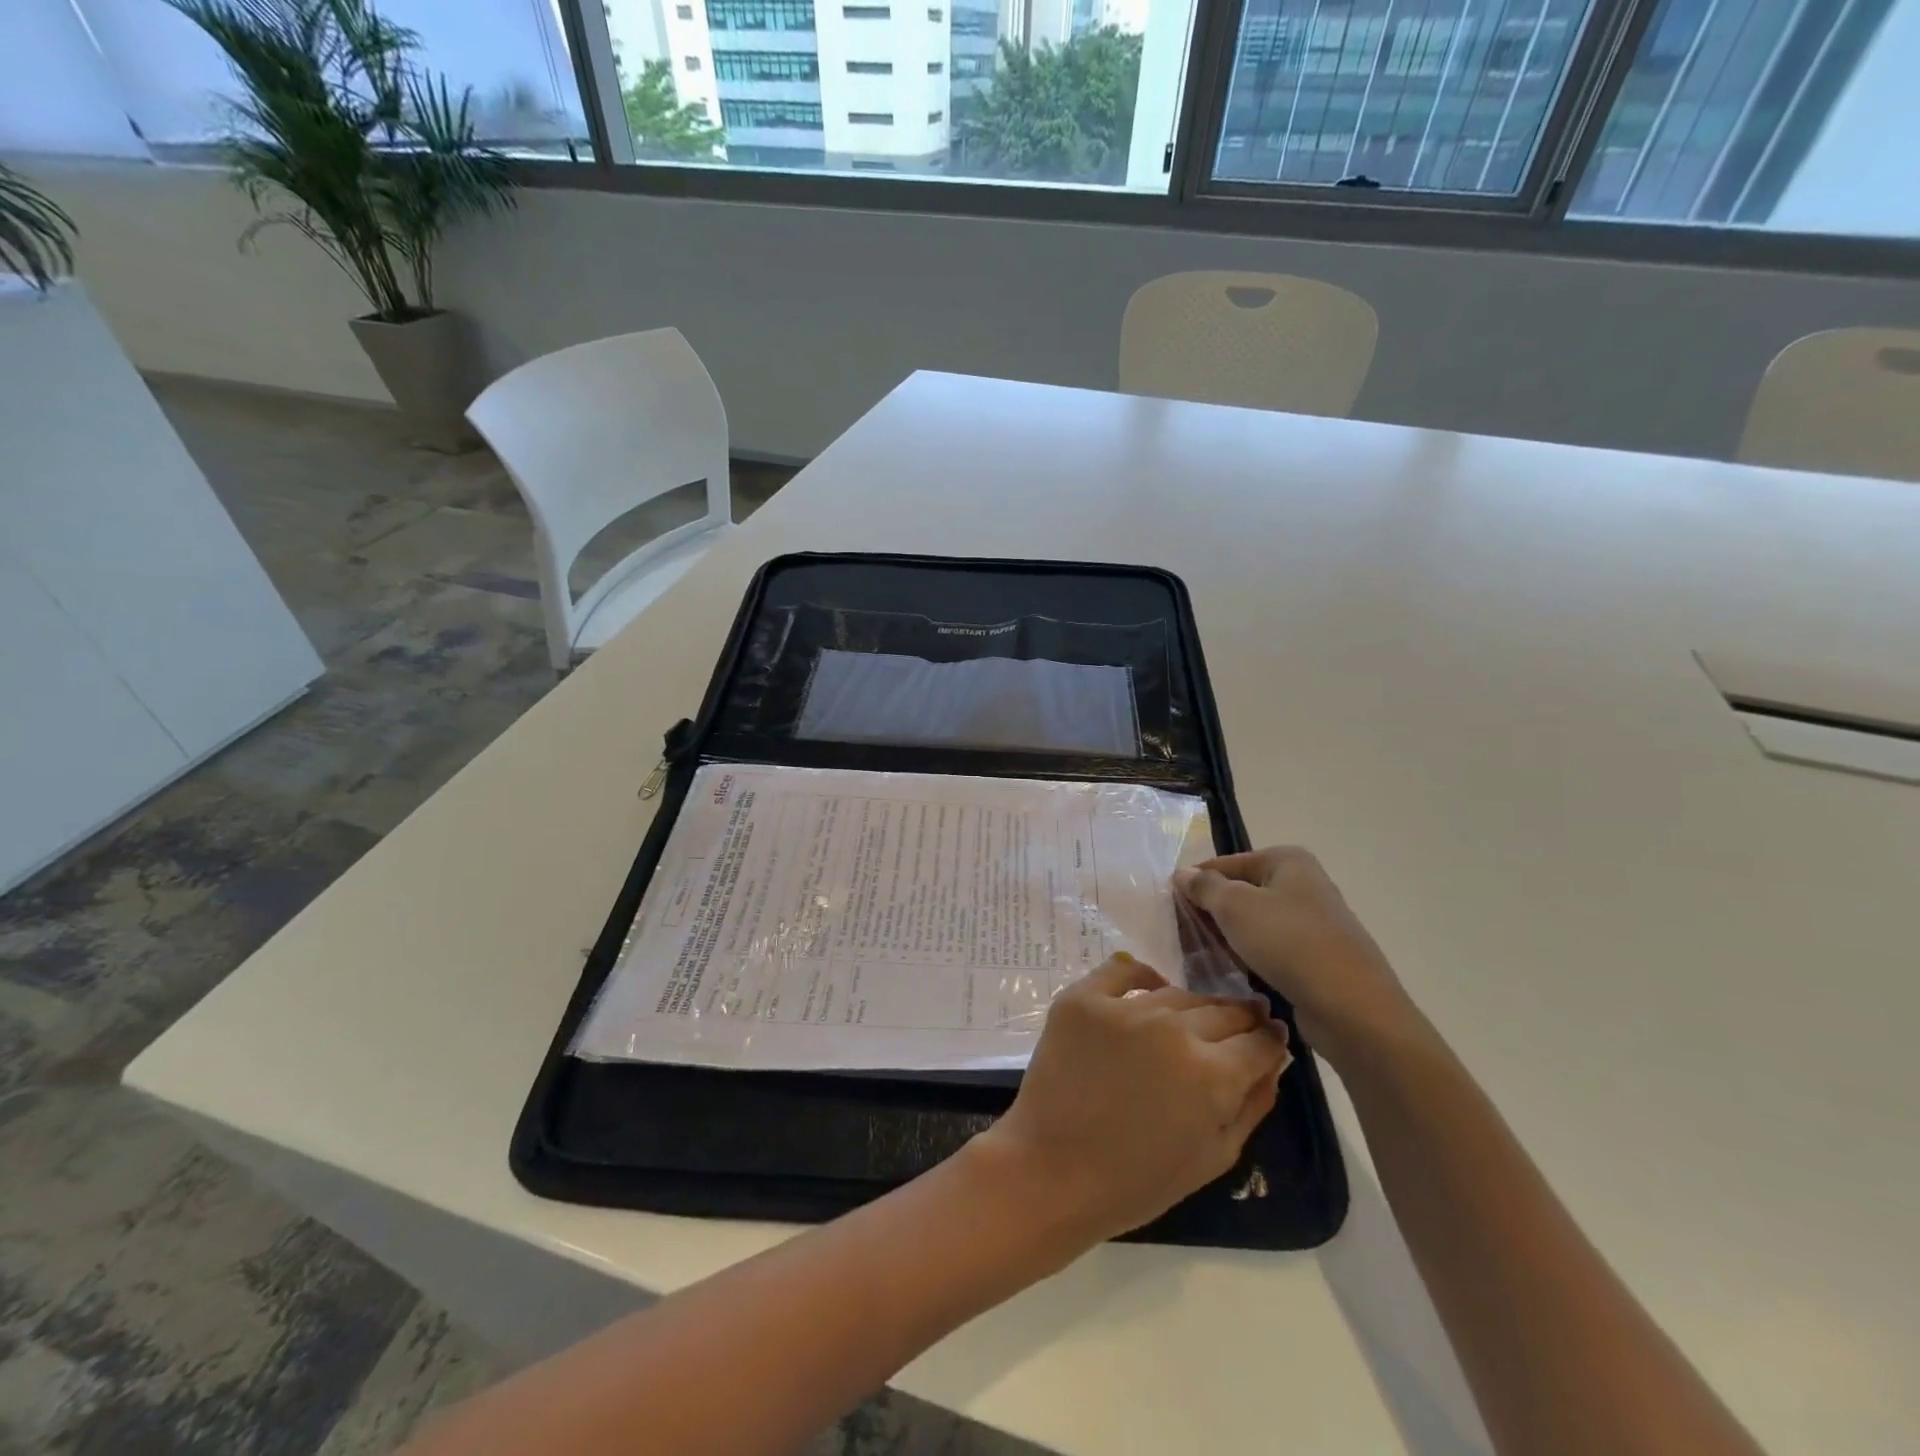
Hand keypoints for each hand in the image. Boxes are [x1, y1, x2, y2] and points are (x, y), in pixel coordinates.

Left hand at [975, 954, 1291, 1245]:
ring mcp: (1125, 1008)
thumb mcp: (1214, 1157)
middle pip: (1222, 1012)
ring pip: (1177, 994)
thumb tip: (1274, 1061)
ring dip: (1193, 1006)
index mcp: (1212, 1073)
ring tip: (1195, 1018)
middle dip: (1240, 1019)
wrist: (1053, 1171)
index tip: (1271, 1037)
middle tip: (1243, 1023)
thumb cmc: (1138, 1181)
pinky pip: (1122, 971)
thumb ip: (1251, 1103)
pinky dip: (1141, 975)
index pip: (1258, 1042)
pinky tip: (1152, 987)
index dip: (1270, 1040)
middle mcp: (1173, 1028)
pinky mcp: (1083, 999)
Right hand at [1173, 847, 1421, 1064]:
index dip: (1194, 885)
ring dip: (1228, 939)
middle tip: (1181, 938)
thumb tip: (1182, 873)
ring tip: (1200, 959)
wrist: (1353, 1008)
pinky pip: (1271, 949)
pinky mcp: (1317, 955)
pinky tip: (1233, 974)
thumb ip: (1204, 886)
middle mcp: (1303, 883)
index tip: (1169, 910)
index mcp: (1286, 860)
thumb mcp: (1235, 907)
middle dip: (1210, 913)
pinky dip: (1250, 957)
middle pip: (1240, 892)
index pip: (1224, 864)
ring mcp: (1313, 921)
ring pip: (1254, 923)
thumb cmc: (1289, 943)